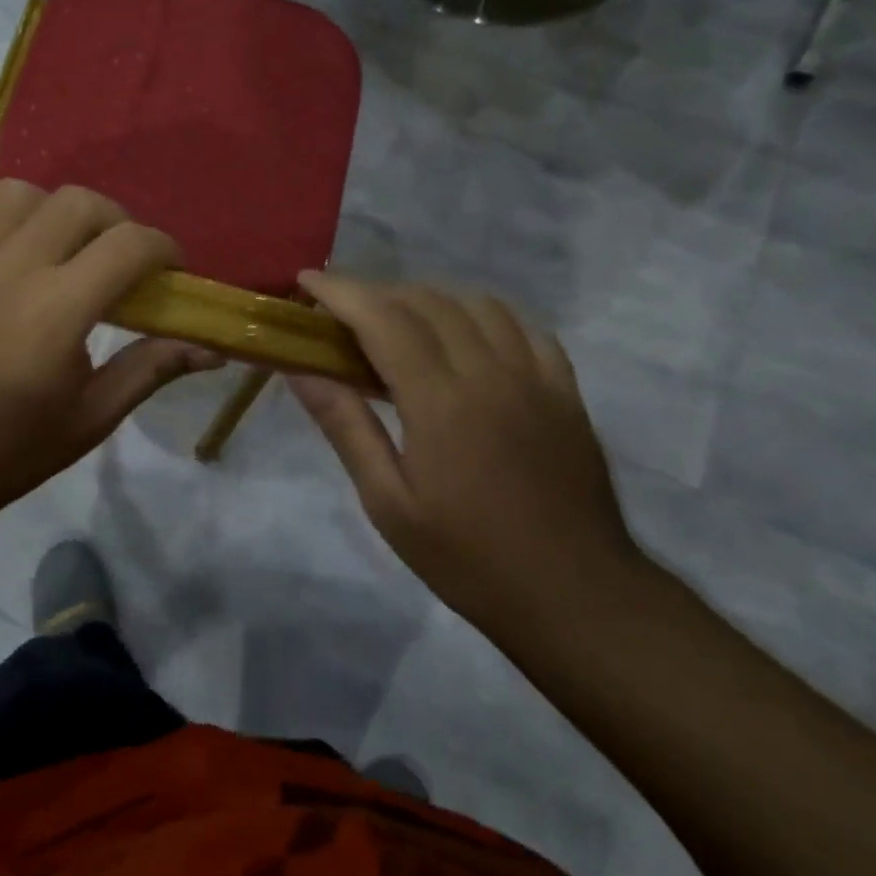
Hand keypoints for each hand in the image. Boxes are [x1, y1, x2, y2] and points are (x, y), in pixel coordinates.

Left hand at [0, 182, 221, 540]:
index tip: (169, 268)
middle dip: (114, 221)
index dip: (162, 248)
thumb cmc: (14, 448)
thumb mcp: (94, 416)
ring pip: (15, 193)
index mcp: (57, 311)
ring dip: (49, 211)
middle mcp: (8, 271)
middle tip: (118, 258)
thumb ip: (152, 368)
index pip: (128, 245)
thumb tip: (213, 350)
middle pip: (77, 203)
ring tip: (56, 246)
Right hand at [287, 273, 647, 645]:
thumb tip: (300, 370)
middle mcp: (489, 371)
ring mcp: (534, 376)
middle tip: (341, 310)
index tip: (306, 280)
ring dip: (428, 297)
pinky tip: (466, 331)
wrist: (575, 596)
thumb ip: (346, 426)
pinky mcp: (565, 390)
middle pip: (426, 301)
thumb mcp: (389, 503)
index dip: (341, 291)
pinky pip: (523, 326)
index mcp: (440, 401)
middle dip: (376, 291)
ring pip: (476, 304)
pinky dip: (484, 314)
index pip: (383, 319)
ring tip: (398, 319)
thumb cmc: (468, 558)